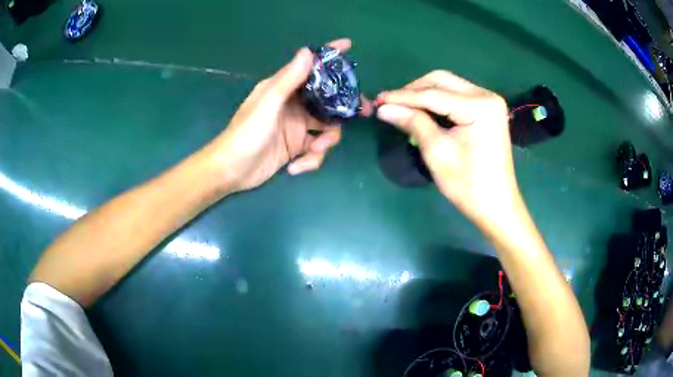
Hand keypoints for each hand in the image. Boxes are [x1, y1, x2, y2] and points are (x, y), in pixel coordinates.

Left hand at [208, 39, 371, 192]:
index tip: (348, 46)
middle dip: (344, 109)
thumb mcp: (267, 105)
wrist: (231, 172)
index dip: (329, 56)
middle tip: (362, 113)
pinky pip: (317, 149)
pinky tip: (295, 167)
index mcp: (284, 89)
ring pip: (327, 128)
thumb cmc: (245, 134)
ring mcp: (297, 127)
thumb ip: (288, 80)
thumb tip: (308, 52)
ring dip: (326, 142)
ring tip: (313, 151)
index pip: (310, 67)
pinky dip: (311, 160)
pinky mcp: (297, 148)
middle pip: (328, 100)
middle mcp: (294, 105)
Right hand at [375, 71, 519, 228]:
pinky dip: (437, 102)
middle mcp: (486, 95)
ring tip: (403, 109)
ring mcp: (488, 101)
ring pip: (448, 86)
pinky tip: (423, 112)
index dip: (403, 97)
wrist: (496, 205)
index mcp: (480, 106)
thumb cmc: (468, 184)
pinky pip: (456, 97)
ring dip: (424, 95)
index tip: (378, 101)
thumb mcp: (437, 152)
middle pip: (442, 81)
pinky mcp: (486, 110)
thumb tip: (384, 108)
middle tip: (391, 104)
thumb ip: (412, 123)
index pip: (433, 94)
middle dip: (413, 91)